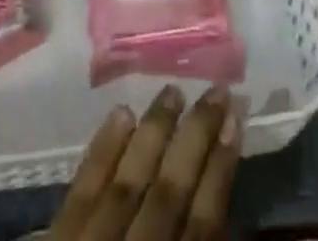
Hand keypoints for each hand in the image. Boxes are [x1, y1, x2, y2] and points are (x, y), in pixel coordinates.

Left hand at [49, 85, 241, 240]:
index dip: (221, 173)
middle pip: (169, 195)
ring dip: (154, 133)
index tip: (236, 122)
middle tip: (217, 90)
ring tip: (174, 90)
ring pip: (128, 183)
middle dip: (196, 140)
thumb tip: (213, 215)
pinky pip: (81, 191)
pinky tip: (120, 113)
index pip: (202, 229)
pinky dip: (103, 150)